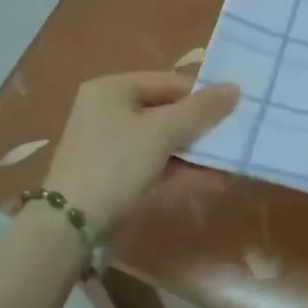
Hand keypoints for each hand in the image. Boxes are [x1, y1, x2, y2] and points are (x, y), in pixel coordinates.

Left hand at [42, 72, 239, 227]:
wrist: (72, 225)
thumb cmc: (116, 164)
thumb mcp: (161, 132)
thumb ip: (200, 110)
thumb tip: (235, 88)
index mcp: (112, 88)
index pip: (168, 81)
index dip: (202, 95)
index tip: (235, 110)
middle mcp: (108, 109)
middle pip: (166, 109)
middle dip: (200, 124)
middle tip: (234, 134)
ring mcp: (110, 143)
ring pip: (162, 138)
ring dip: (194, 148)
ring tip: (228, 157)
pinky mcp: (115, 172)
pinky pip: (154, 160)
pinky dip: (179, 166)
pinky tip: (210, 176)